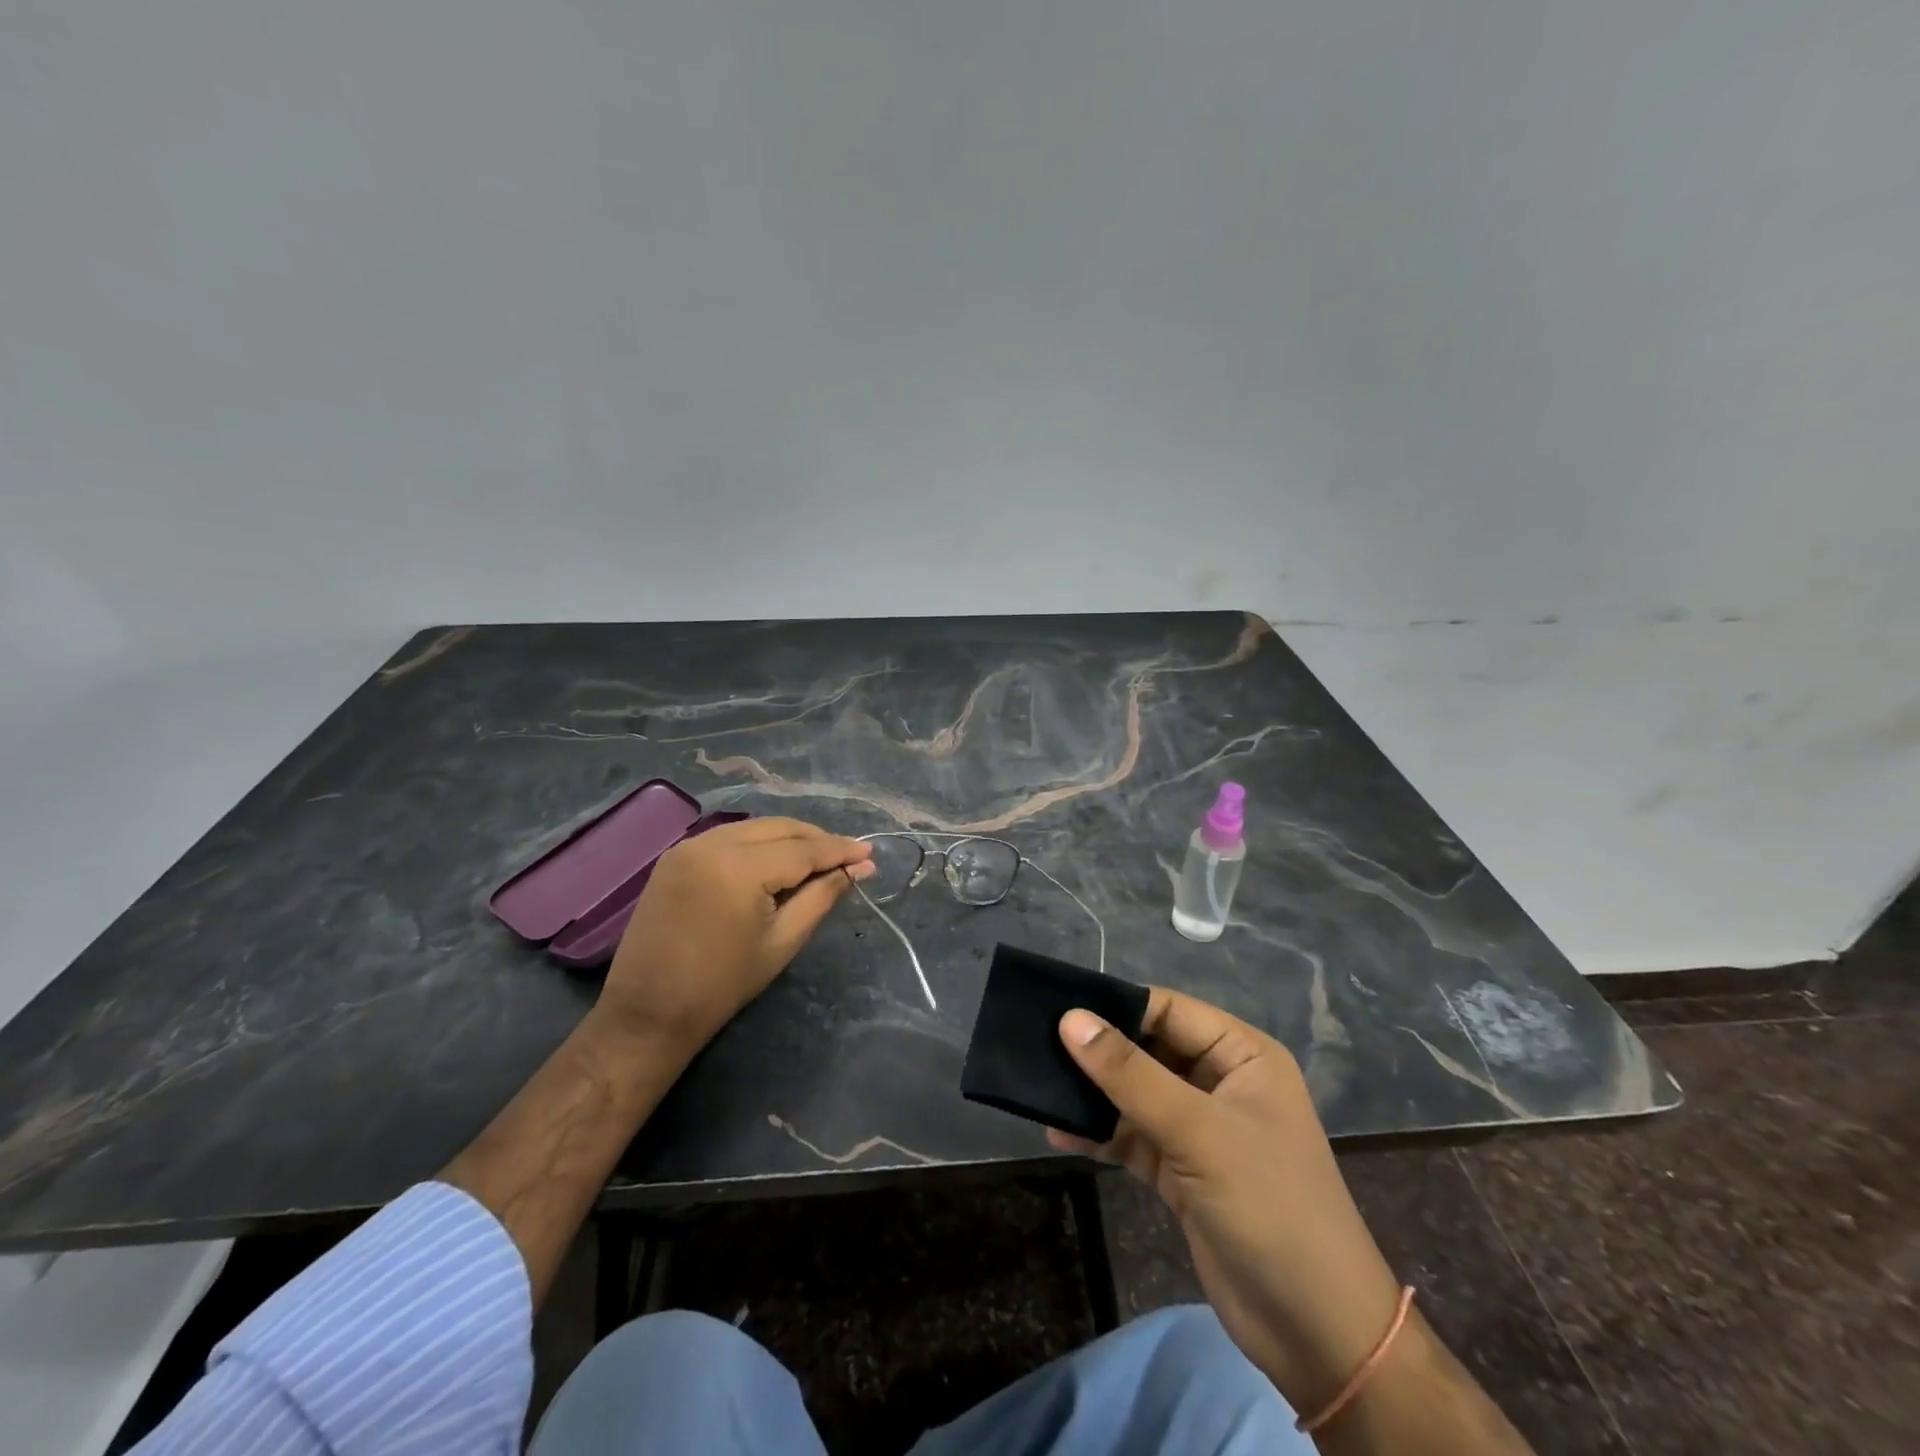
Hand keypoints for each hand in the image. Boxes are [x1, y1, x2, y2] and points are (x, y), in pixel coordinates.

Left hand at [596, 817, 873, 1055]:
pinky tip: (777, 860)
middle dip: (817, 839)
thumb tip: (860, 869)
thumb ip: (823, 896)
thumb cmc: (722, 985)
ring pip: (755, 828)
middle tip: (850, 855)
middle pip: (779, 828)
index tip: (870, 853)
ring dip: (789, 838)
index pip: (803, 849)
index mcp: (739, 867)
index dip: (840, 850)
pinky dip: (759, 843)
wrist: (648, 1013)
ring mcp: (689, 846)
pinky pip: (730, 837)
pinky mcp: (676, 856)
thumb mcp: (783, 940)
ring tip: (819, 858)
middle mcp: (712, 843)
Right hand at [1048, 990, 1402, 1416]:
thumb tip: (1070, 1019)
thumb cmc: (1269, 1206)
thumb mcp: (1198, 1132)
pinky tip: (1060, 1132)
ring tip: (1042, 1087)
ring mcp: (1201, 1129)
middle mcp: (1220, 1082)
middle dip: (1098, 1051)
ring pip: (1136, 1094)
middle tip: (1037, 1044)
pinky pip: (1133, 1137)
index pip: (1168, 1009)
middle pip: (1148, 1049)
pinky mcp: (1182, 1171)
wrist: (1316, 1333)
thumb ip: (1130, 1074)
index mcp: (1241, 1055)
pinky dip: (1101, 1134)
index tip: (1057, 1006)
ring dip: (1094, 1094)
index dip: (1116, 1005)